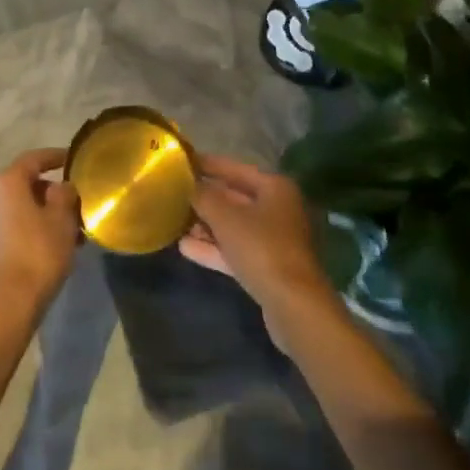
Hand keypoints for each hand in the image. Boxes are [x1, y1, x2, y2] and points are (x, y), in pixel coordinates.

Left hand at [0, 149, 80, 315]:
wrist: (7, 303)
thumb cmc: (38, 251)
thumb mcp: (62, 218)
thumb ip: (65, 194)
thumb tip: (61, 187)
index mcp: (8, 181)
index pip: (34, 159)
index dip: (55, 156)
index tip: (73, 160)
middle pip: (27, 184)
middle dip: (53, 192)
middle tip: (76, 203)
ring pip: (23, 208)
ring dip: (46, 214)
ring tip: (72, 230)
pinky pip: (16, 227)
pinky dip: (35, 229)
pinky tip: (55, 247)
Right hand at [179, 154, 334, 318]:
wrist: (295, 308)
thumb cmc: (261, 248)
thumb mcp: (225, 217)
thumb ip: (203, 196)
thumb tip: (187, 184)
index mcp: (275, 188)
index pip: (235, 168)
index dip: (208, 165)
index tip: (182, 162)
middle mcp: (279, 210)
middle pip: (235, 198)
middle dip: (205, 199)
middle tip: (174, 194)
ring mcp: (276, 241)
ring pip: (235, 227)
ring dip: (206, 226)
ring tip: (175, 222)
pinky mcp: (270, 268)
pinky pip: (237, 250)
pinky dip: (214, 248)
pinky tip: (185, 248)